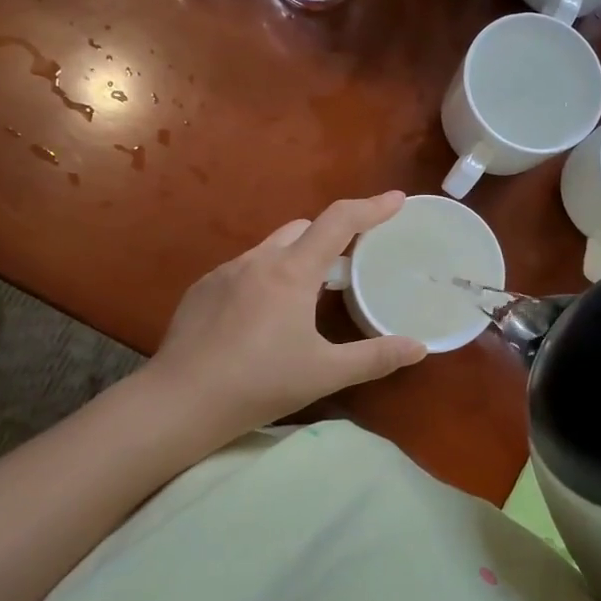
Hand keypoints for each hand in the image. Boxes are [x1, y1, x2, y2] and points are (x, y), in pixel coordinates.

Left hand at [146, 192, 426, 450]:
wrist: (180, 400)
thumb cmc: (259, 383)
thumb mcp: (324, 373)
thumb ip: (375, 357)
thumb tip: (419, 347)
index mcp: (292, 272)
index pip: (339, 222)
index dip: (371, 207)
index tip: (397, 199)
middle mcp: (258, 260)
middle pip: (304, 228)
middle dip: (331, 237)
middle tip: (350, 266)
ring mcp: (225, 271)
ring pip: (271, 248)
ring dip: (295, 258)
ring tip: (306, 296)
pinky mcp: (202, 288)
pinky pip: (244, 269)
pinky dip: (264, 278)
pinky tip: (261, 317)